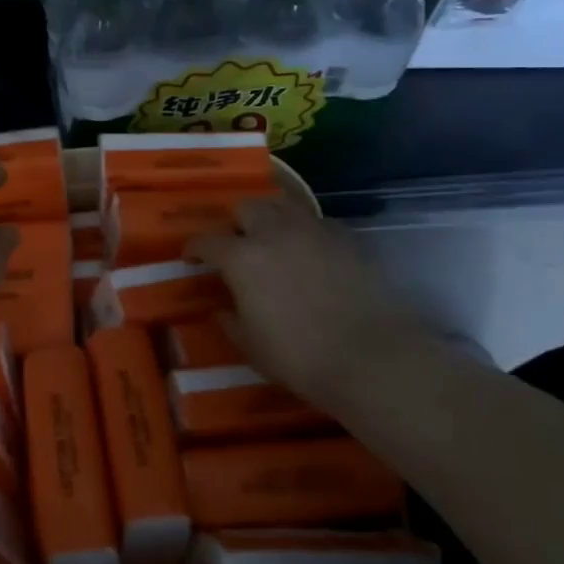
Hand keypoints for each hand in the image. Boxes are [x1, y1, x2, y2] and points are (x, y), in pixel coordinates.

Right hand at [189, 196, 439, 411]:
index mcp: (242, 258)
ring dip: (271, 217)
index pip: (206, 240)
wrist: (372, 359)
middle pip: (247, 206)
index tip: (191, 258)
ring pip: (284, 204)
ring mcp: (314, 232)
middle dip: (236, 222)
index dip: (194, 248)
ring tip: (272, 238)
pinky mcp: (348, 240)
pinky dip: (306, 230)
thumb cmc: (299, 358)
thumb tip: (223, 309)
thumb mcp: (251, 346)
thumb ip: (231, 321)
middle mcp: (275, 233)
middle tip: (236, 244)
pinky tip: (309, 251)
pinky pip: (318, 222)